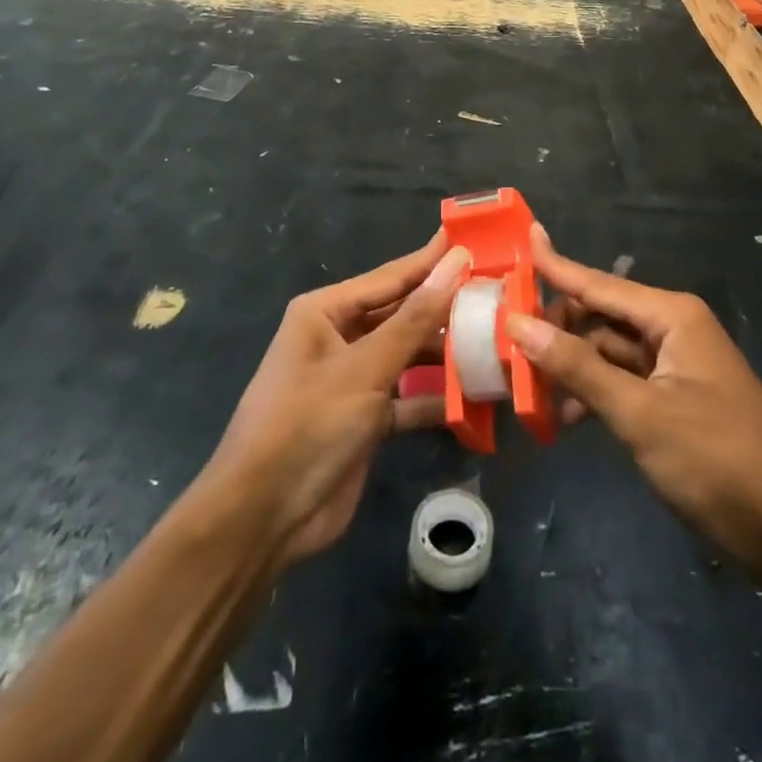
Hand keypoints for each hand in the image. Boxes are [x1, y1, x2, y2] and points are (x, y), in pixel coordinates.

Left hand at [201, 233, 469, 566]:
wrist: (263, 518)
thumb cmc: (308, 424)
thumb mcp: (365, 368)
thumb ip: (415, 319)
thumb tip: (455, 263)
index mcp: (326, 312)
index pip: (390, 277)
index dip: (432, 261)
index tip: (474, 242)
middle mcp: (339, 338)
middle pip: (402, 314)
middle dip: (444, 308)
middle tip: (497, 294)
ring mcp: (353, 380)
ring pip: (408, 355)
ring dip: (445, 354)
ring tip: (496, 340)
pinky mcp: (366, 418)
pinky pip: (408, 396)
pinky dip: (435, 396)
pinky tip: (476, 394)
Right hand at [507, 225, 761, 586]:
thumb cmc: (717, 460)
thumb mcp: (639, 414)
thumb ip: (577, 367)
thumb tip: (518, 324)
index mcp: (671, 316)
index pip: (599, 283)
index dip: (556, 264)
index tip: (524, 237)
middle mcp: (674, 329)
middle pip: (601, 317)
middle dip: (557, 330)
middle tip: (506, 344)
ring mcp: (678, 366)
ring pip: (609, 352)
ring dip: (572, 367)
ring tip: (526, 388)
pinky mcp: (679, 400)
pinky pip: (625, 382)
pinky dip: (595, 394)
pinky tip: (566, 420)